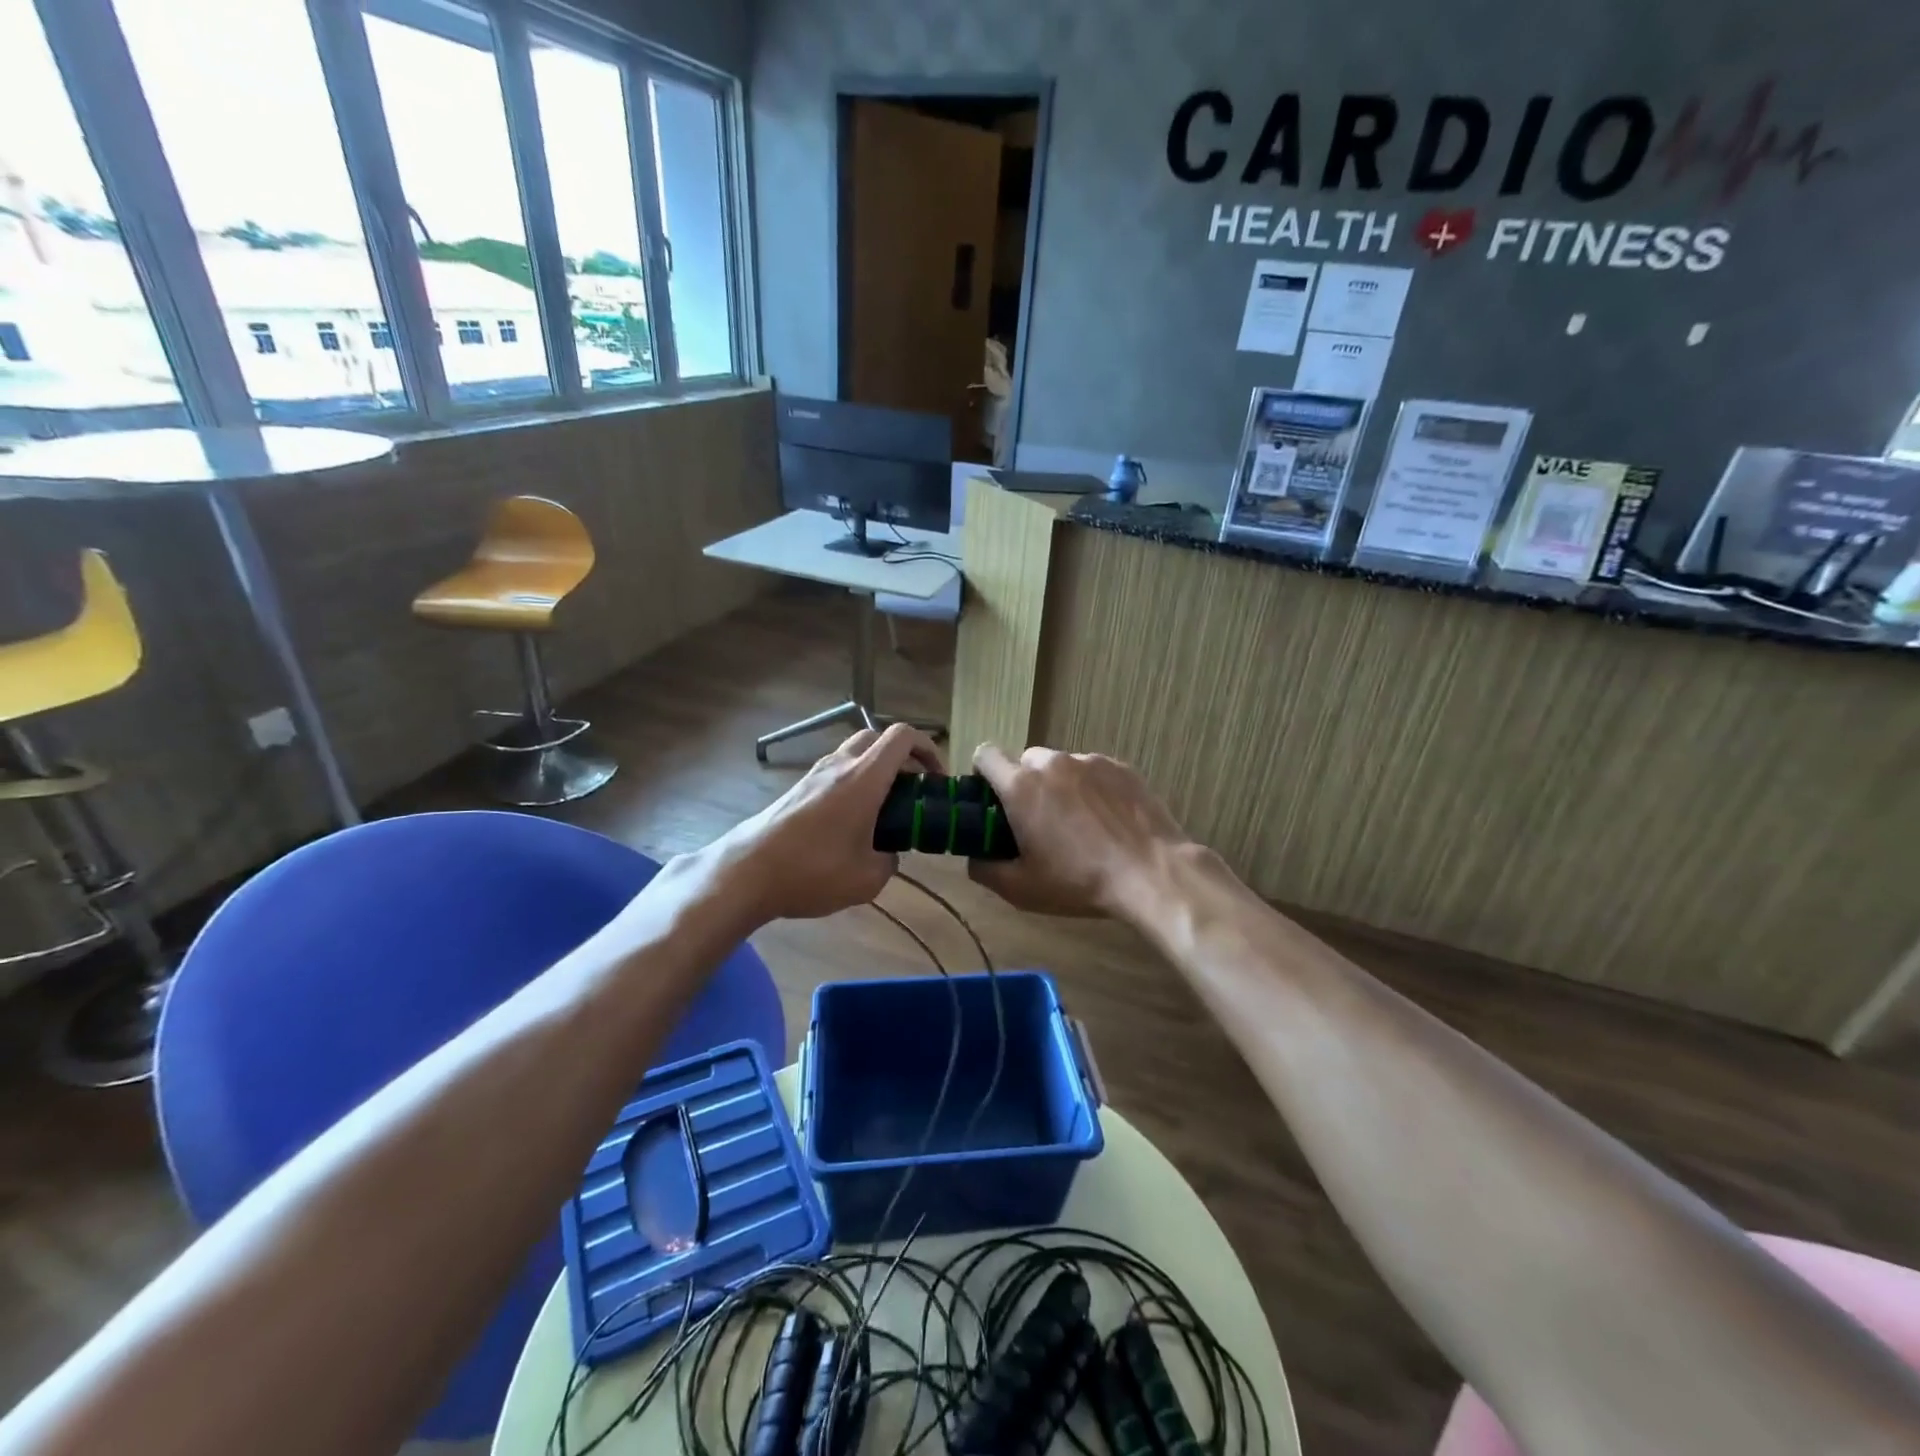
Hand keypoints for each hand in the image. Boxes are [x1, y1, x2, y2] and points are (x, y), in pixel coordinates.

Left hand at [715, 723, 944, 922]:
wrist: (746, 872)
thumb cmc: (812, 871)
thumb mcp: (867, 879)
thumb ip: (889, 861)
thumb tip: (888, 854)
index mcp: (864, 778)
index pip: (902, 737)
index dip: (928, 748)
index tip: (937, 777)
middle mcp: (840, 766)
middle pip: (878, 738)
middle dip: (903, 756)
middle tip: (913, 788)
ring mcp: (814, 774)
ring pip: (854, 754)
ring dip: (876, 769)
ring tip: (885, 809)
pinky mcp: (798, 789)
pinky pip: (836, 772)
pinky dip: (854, 783)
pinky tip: (852, 822)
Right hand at [968, 743, 1194, 917]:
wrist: (1151, 873)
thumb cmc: (1078, 881)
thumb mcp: (1021, 889)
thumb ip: (985, 869)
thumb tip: (975, 857)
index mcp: (1021, 786)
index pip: (985, 755)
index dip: (983, 774)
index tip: (991, 800)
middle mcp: (1052, 763)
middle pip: (1025, 762)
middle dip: (1026, 785)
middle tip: (1038, 822)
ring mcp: (1090, 761)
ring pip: (1061, 766)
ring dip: (1060, 786)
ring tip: (1080, 824)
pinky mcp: (1121, 766)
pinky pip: (1093, 771)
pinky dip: (1092, 789)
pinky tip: (1108, 821)